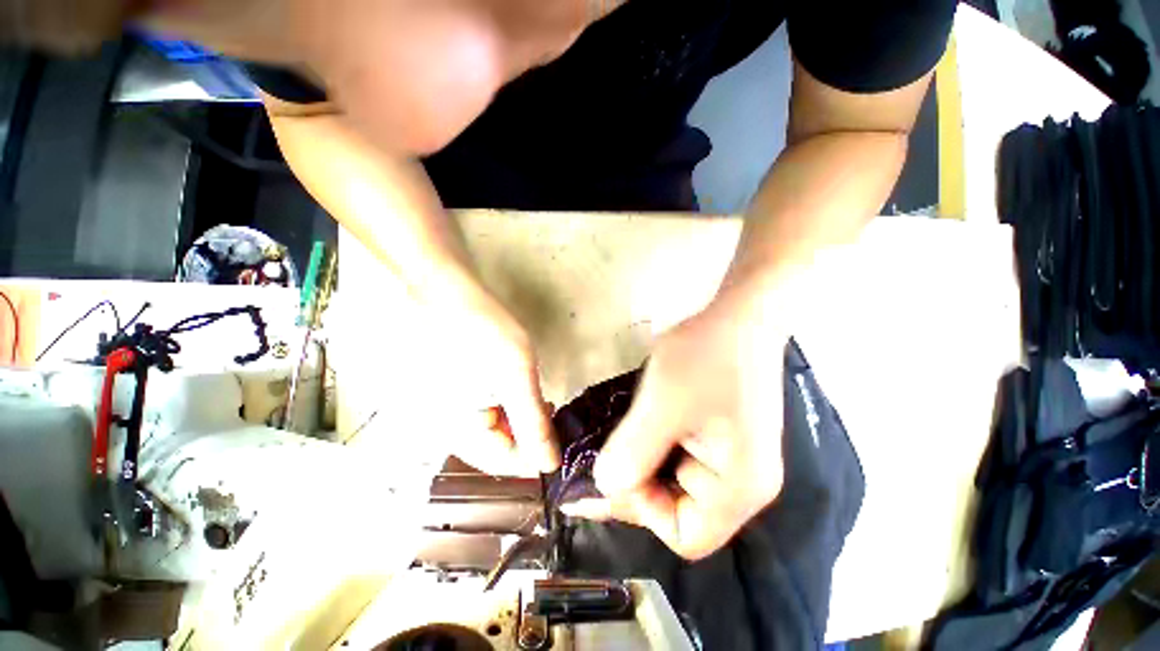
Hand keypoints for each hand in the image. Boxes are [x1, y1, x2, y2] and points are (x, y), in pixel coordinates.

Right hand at [424, 277, 558, 476]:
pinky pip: (478, 408)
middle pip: (496, 447)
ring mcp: (442, 408)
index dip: (537, 451)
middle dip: (527, 430)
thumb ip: (532, 422)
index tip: (560, 430)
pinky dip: (501, 401)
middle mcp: (443, 428)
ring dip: (515, 415)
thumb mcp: (515, 375)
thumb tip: (549, 464)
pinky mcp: (445, 389)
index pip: (506, 463)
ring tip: (531, 391)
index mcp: (456, 432)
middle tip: (548, 405)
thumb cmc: (479, 328)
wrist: (439, 286)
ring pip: (489, 427)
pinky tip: (510, 382)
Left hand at [564, 283, 786, 559]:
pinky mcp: (724, 438)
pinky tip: (642, 426)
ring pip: (677, 482)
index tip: (614, 470)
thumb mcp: (662, 404)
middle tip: (606, 454)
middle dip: (639, 484)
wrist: (740, 315)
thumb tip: (604, 486)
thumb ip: (632, 453)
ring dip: (645, 464)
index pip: (685, 535)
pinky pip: (683, 458)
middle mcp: (743, 484)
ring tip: (622, 436)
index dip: (643, 510)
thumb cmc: (705, 356)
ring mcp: (735, 459)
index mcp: (739, 487)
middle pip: (680, 510)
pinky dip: (656, 449)